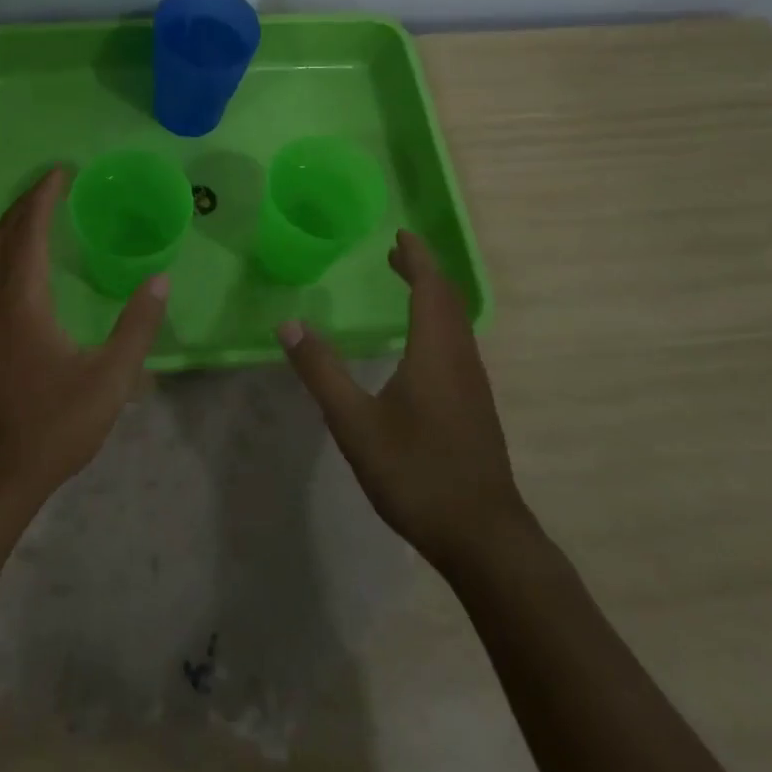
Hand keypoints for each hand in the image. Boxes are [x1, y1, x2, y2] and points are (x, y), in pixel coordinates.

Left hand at [0, 167, 168, 510]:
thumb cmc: (52, 425)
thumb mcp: (109, 379)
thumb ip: (137, 326)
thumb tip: (160, 279)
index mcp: (22, 302)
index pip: (28, 231)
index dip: (43, 196)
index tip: (61, 171)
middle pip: (1, 237)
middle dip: (23, 205)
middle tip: (50, 186)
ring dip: (10, 229)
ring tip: (36, 216)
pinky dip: (4, 256)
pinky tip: (22, 272)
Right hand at [278, 230, 526, 573]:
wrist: (482, 536)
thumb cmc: (416, 473)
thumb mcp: (355, 423)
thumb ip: (321, 371)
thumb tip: (289, 324)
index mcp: (435, 353)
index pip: (430, 288)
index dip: (416, 258)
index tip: (400, 234)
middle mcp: (461, 360)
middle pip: (448, 301)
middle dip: (424, 272)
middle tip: (396, 255)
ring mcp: (473, 386)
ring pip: (456, 325)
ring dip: (433, 298)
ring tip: (407, 289)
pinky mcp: (475, 409)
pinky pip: (457, 347)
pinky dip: (438, 325)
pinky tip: (420, 349)